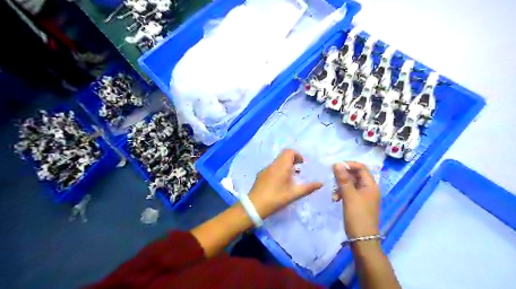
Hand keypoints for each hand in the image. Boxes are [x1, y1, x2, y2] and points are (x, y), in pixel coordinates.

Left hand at [247, 149, 320, 217]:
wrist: (255, 206)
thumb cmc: (277, 198)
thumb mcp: (294, 194)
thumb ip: (308, 188)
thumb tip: (321, 183)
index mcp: (281, 166)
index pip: (289, 151)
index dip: (297, 155)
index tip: (302, 164)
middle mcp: (273, 165)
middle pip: (283, 156)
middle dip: (292, 160)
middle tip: (299, 170)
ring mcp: (265, 169)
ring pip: (277, 162)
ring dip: (285, 166)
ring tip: (291, 177)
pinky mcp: (260, 175)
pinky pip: (272, 168)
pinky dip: (278, 170)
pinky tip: (280, 183)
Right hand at [332, 162, 380, 237]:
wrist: (362, 239)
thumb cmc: (357, 216)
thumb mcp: (349, 196)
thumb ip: (343, 179)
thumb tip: (337, 164)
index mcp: (371, 185)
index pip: (361, 167)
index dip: (348, 165)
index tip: (335, 167)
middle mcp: (369, 188)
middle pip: (356, 175)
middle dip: (343, 175)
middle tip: (332, 179)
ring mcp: (364, 196)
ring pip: (351, 183)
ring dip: (341, 184)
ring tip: (333, 191)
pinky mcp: (358, 203)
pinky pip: (350, 192)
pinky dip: (342, 192)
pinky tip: (335, 198)